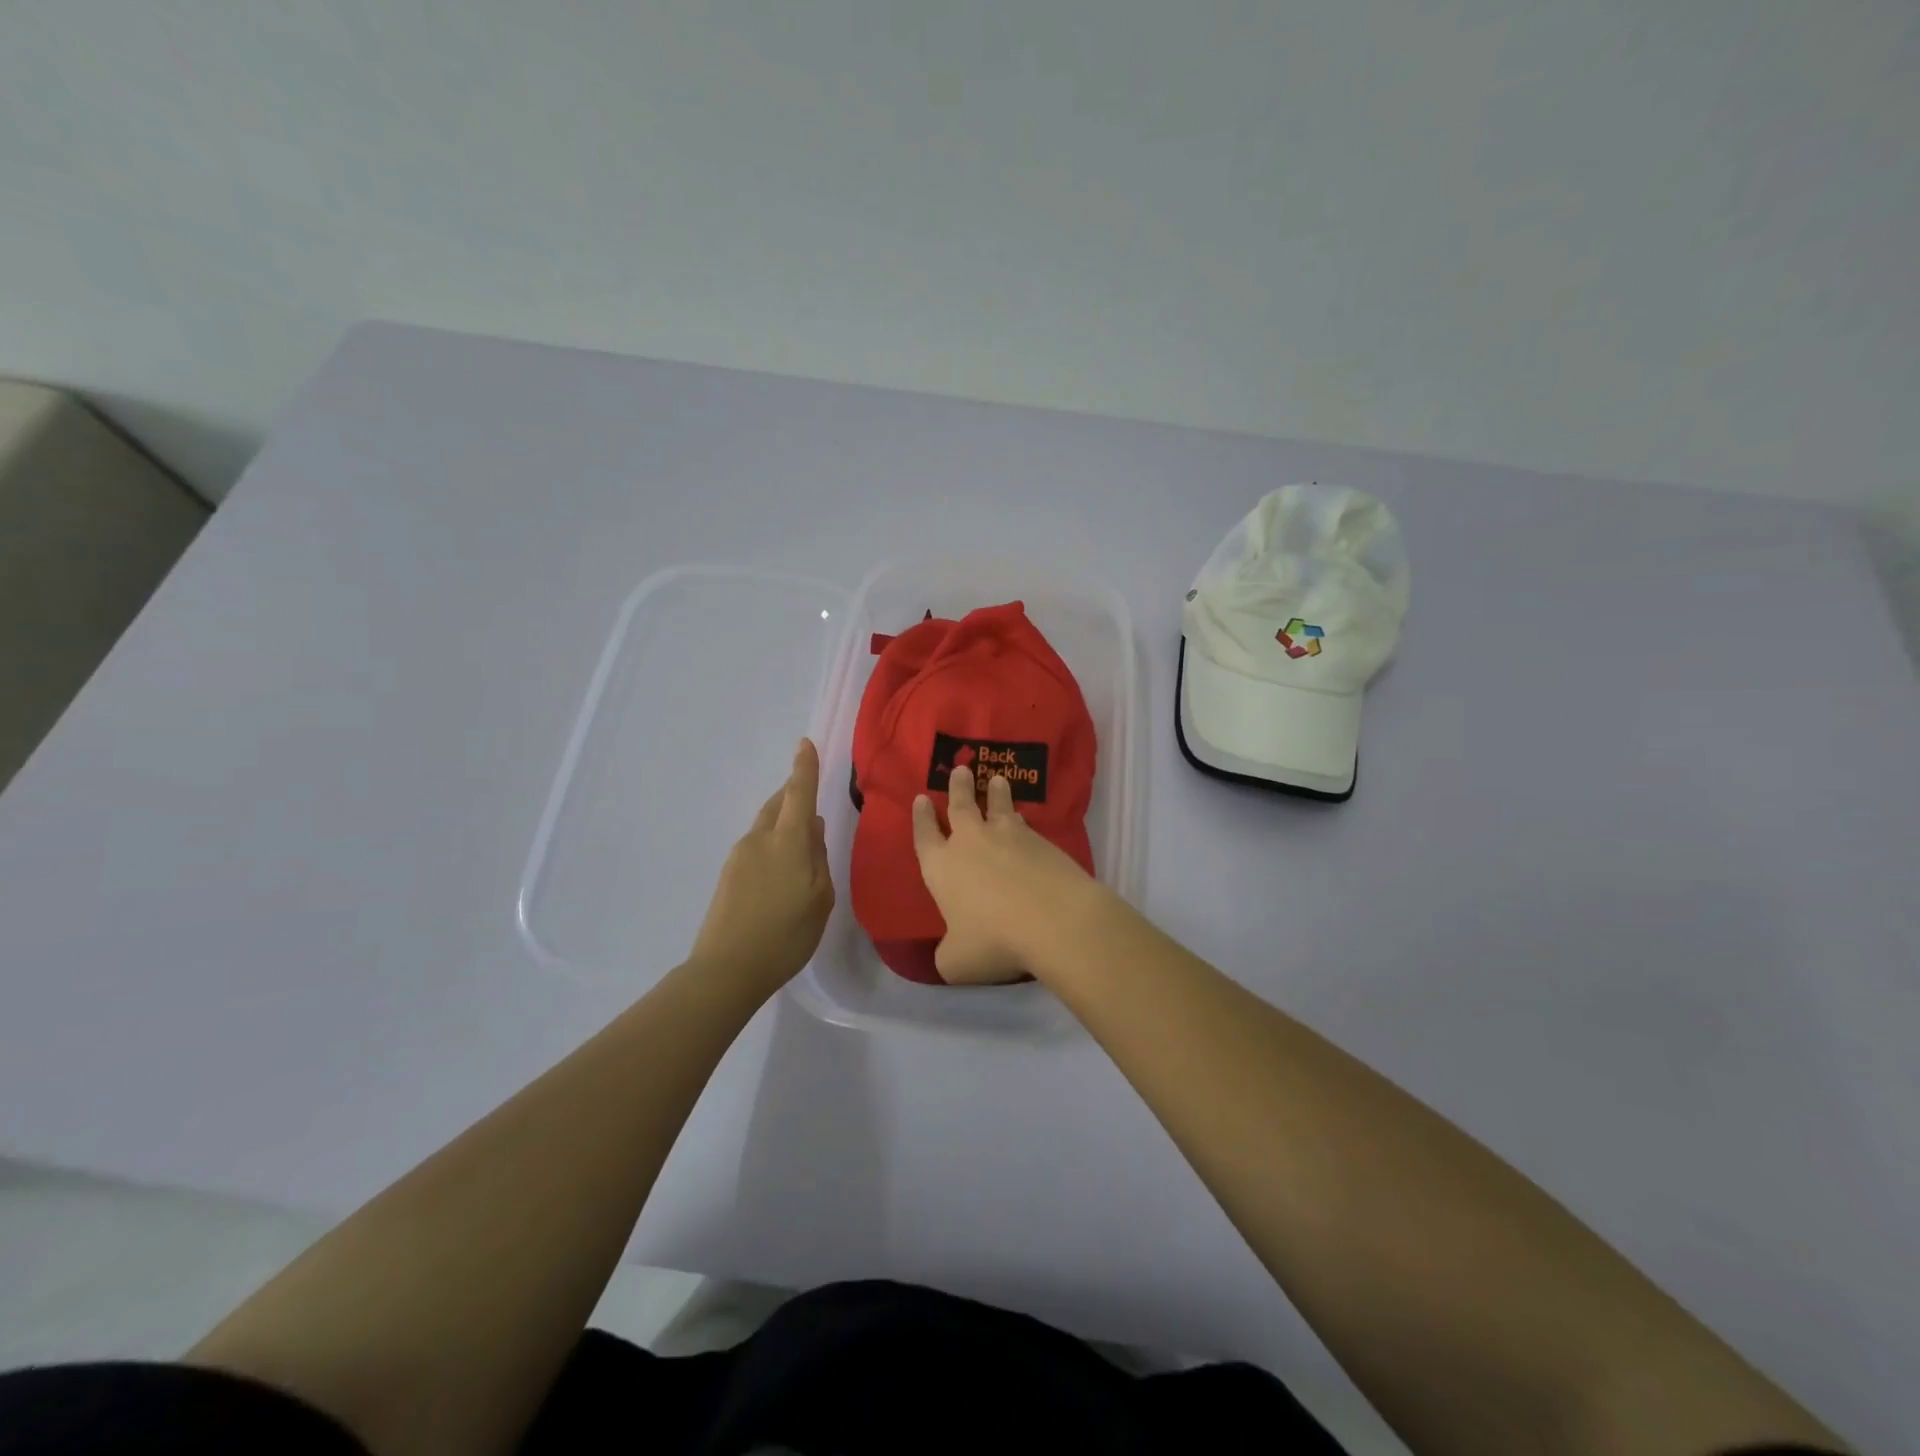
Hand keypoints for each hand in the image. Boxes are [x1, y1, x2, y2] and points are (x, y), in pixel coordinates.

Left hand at [690, 739, 834, 998]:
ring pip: (766, 825)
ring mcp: (739, 856)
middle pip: (778, 804)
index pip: (799, 794)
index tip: (805, 743)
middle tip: (809, 791)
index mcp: (788, 841)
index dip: (804, 768)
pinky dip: (772, 842)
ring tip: (801, 836)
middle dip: (793, 793)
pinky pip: (756, 845)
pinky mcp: (728, 875)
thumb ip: (819, 858)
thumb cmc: (786, 935)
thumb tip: (815, 829)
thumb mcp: (820, 898)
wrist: (727, 969)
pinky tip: (782, 866)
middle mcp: (760, 839)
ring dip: (783, 820)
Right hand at [910, 765, 1108, 984]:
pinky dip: (1021, 818)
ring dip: (995, 793)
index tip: (922, 798)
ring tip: (997, 780)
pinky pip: (1025, 824)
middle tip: (960, 769)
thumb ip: (947, 953)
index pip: (925, 835)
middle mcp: (970, 843)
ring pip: (997, 806)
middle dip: (958, 787)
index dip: (921, 817)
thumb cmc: (993, 940)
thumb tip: (949, 953)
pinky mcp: (1040, 841)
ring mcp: (1008, 837)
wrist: (1053, 919)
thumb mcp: (957, 961)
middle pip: (961, 806)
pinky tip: (1025, 820)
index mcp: (941, 867)